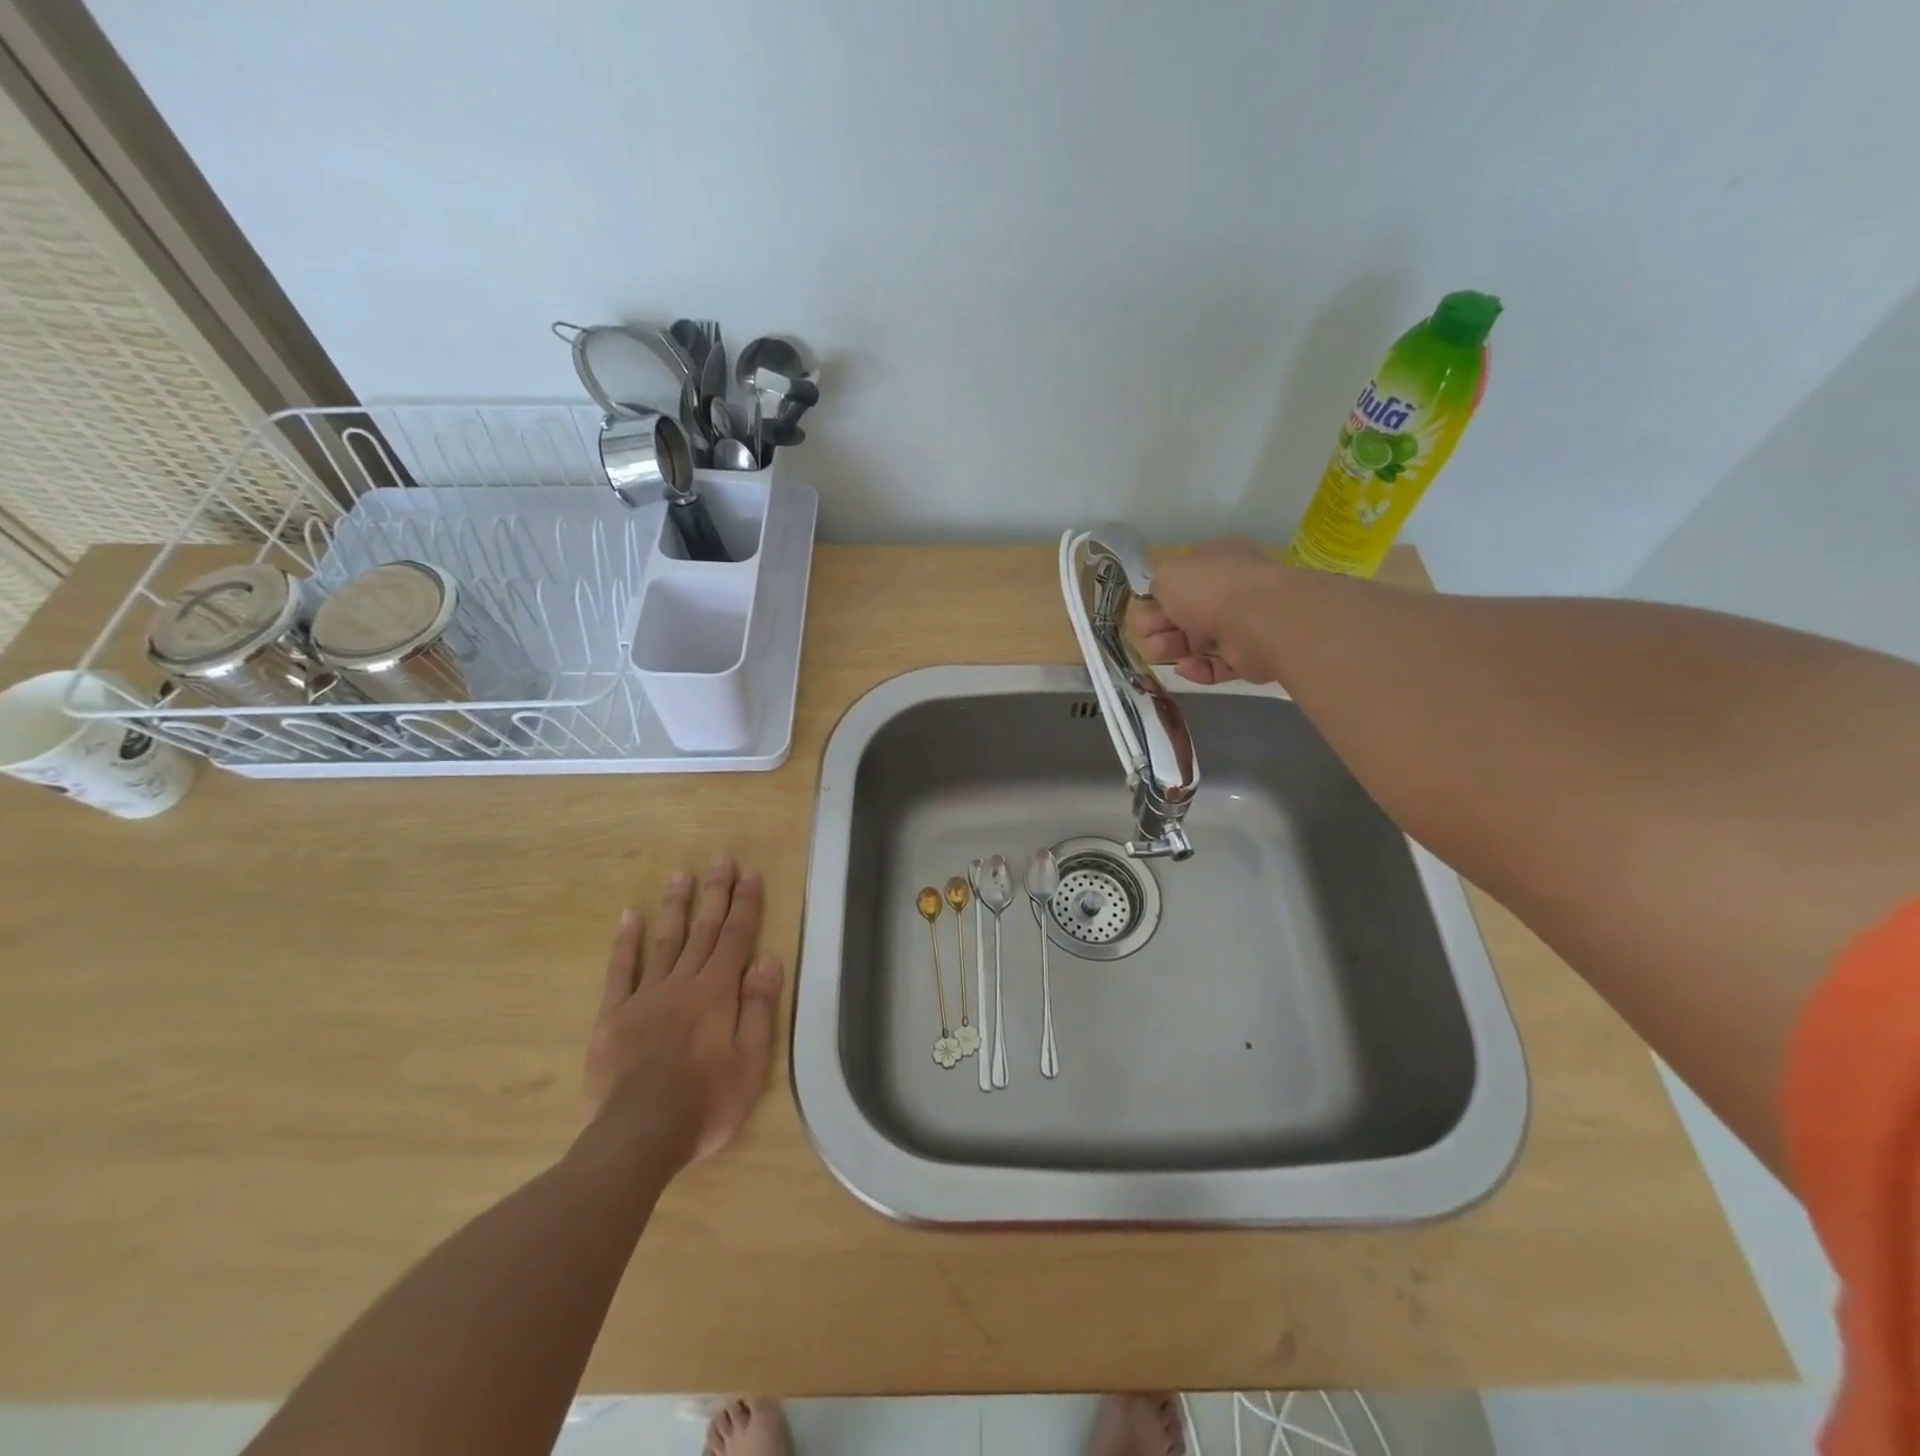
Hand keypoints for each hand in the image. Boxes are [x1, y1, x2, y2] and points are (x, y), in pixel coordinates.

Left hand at [583, 857, 783, 1170]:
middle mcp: (683, 983)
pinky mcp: (614, 1016)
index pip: (736, 938)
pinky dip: (626, 943)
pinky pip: (621, 971)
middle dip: (715, 893)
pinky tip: (628, 917)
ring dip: (676, 907)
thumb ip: (758, 1006)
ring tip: (681, 875)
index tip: (750, 874)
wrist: (639, 1134)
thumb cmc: (706, 1101)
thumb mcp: (751, 1060)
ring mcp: (645, 996)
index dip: (746, 905)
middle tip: (720, 859)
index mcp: (718, 992)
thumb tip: (768, 959)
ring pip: (665, 941)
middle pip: (703, 930)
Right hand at [1133, 537, 1284, 684]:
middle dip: (1162, 625)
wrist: (1258, 619)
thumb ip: (1159, 584)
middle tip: (1143, 636)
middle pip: (1189, 612)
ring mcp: (1245, 622)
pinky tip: (1183, 668)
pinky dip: (1199, 668)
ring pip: (1202, 639)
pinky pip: (1220, 664)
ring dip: (1175, 647)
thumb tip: (1161, 596)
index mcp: (1217, 560)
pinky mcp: (1252, 655)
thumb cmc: (1209, 588)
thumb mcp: (1168, 575)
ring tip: (1157, 654)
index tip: (1141, 613)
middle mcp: (1233, 588)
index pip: (1185, 579)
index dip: (1159, 597)